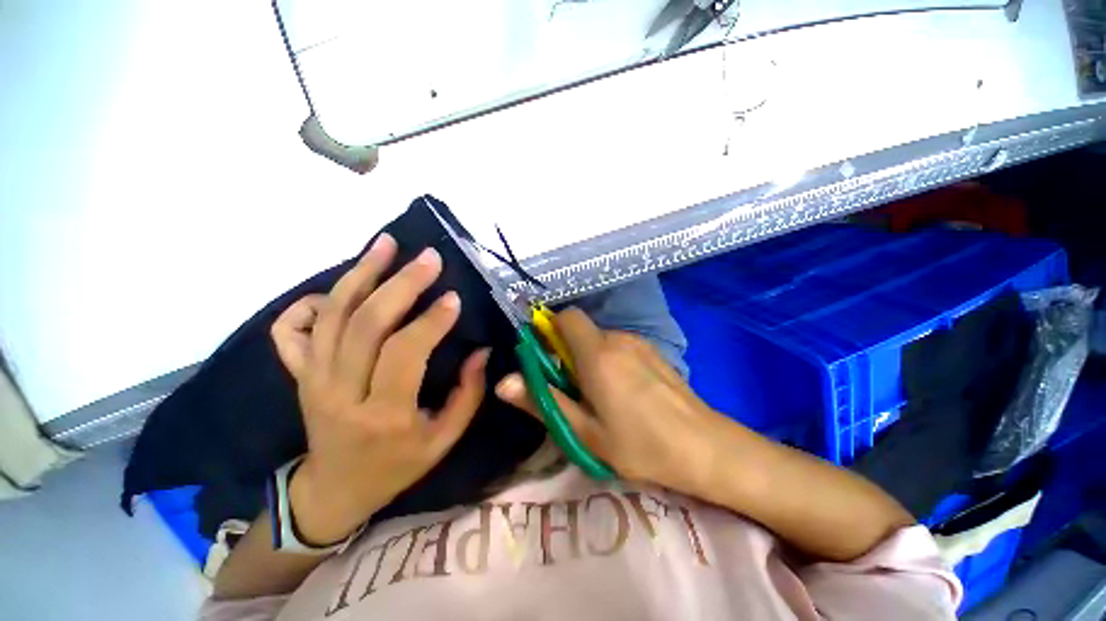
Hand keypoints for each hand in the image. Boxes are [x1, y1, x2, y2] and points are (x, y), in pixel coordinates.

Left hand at [270, 234, 487, 544]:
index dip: (431, 321)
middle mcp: (341, 392)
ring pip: (331, 315)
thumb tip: (481, 351)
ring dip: (360, 274)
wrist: (334, 490)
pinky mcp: (298, 375)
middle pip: (365, 324)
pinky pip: (292, 329)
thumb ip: (468, 394)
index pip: (404, 352)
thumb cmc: (397, 466)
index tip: (454, 297)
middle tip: (428, 257)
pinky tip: (338, 288)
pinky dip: (311, 302)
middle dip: (400, 284)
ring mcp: (313, 380)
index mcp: (383, 414)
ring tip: (386, 245)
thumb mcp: (444, 439)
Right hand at [495, 308, 721, 492]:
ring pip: (600, 339)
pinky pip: (620, 346)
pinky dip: (610, 360)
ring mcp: (639, 342)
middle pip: (581, 331)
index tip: (547, 359)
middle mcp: (618, 338)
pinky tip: (625, 393)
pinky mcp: (653, 351)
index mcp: (598, 354)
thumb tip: (503, 381)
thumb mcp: (584, 432)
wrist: (704, 447)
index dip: (551, 330)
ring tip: (600, 397)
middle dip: (568, 352)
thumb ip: (543, 401)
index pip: (567, 317)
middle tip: (574, 391)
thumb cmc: (640, 445)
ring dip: (590, 359)